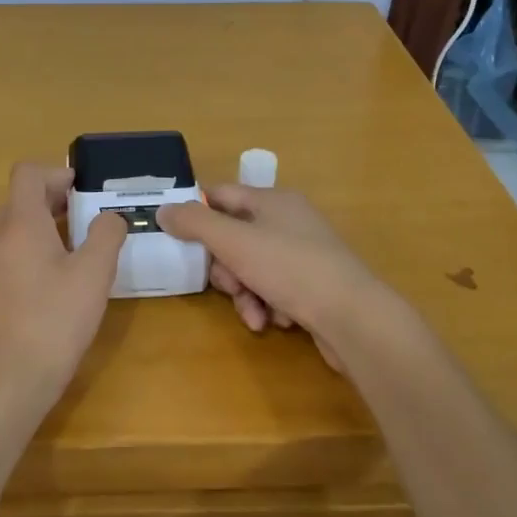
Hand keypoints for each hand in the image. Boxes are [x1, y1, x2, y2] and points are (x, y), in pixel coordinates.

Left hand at [0, 163, 126, 396]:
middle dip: (53, 204)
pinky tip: (48, 293)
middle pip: (20, 203)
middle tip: (86, 224)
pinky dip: (26, 260)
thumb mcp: (94, 275)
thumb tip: (109, 217)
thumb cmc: (54, 321)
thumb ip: (106, 235)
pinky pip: (3, 262)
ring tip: (72, 259)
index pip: (27, 174)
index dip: (56, 174)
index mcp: (20, 224)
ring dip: (41, 233)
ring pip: (11, 234)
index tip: (83, 192)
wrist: (6, 383)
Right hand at [156, 185, 382, 369]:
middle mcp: (290, 222)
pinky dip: (267, 306)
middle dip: (224, 268)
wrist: (353, 317)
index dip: (196, 213)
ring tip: (253, 314)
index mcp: (273, 201)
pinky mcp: (313, 286)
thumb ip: (195, 224)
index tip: (177, 238)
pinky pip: (274, 290)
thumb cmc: (290, 269)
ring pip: (252, 269)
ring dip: (244, 294)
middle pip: (235, 238)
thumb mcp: (234, 242)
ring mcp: (304, 254)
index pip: (221, 195)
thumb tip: (163, 210)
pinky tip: (274, 321)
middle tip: (227, 285)